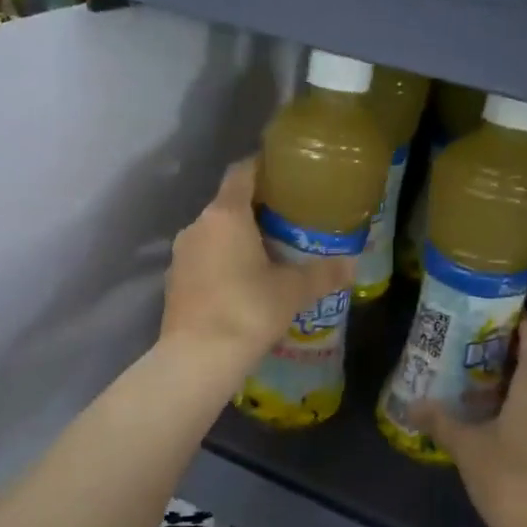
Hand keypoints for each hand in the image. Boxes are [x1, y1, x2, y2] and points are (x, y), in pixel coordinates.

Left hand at [160, 158, 354, 371]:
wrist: (197, 358)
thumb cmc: (248, 311)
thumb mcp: (292, 291)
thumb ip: (323, 274)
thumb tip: (352, 264)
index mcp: (226, 214)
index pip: (242, 172)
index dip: (263, 167)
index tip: (285, 174)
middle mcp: (197, 226)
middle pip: (228, 204)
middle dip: (256, 210)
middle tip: (288, 221)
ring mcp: (181, 255)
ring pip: (214, 234)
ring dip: (237, 239)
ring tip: (268, 255)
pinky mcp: (174, 281)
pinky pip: (203, 260)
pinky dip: (222, 263)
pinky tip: (243, 284)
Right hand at [414, 317, 526, 526]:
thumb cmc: (511, 481)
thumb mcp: (467, 447)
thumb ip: (440, 420)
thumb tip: (412, 405)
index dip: (511, 321)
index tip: (480, 321)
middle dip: (512, 348)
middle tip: (473, 350)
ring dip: (521, 376)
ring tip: (481, 382)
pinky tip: (501, 416)